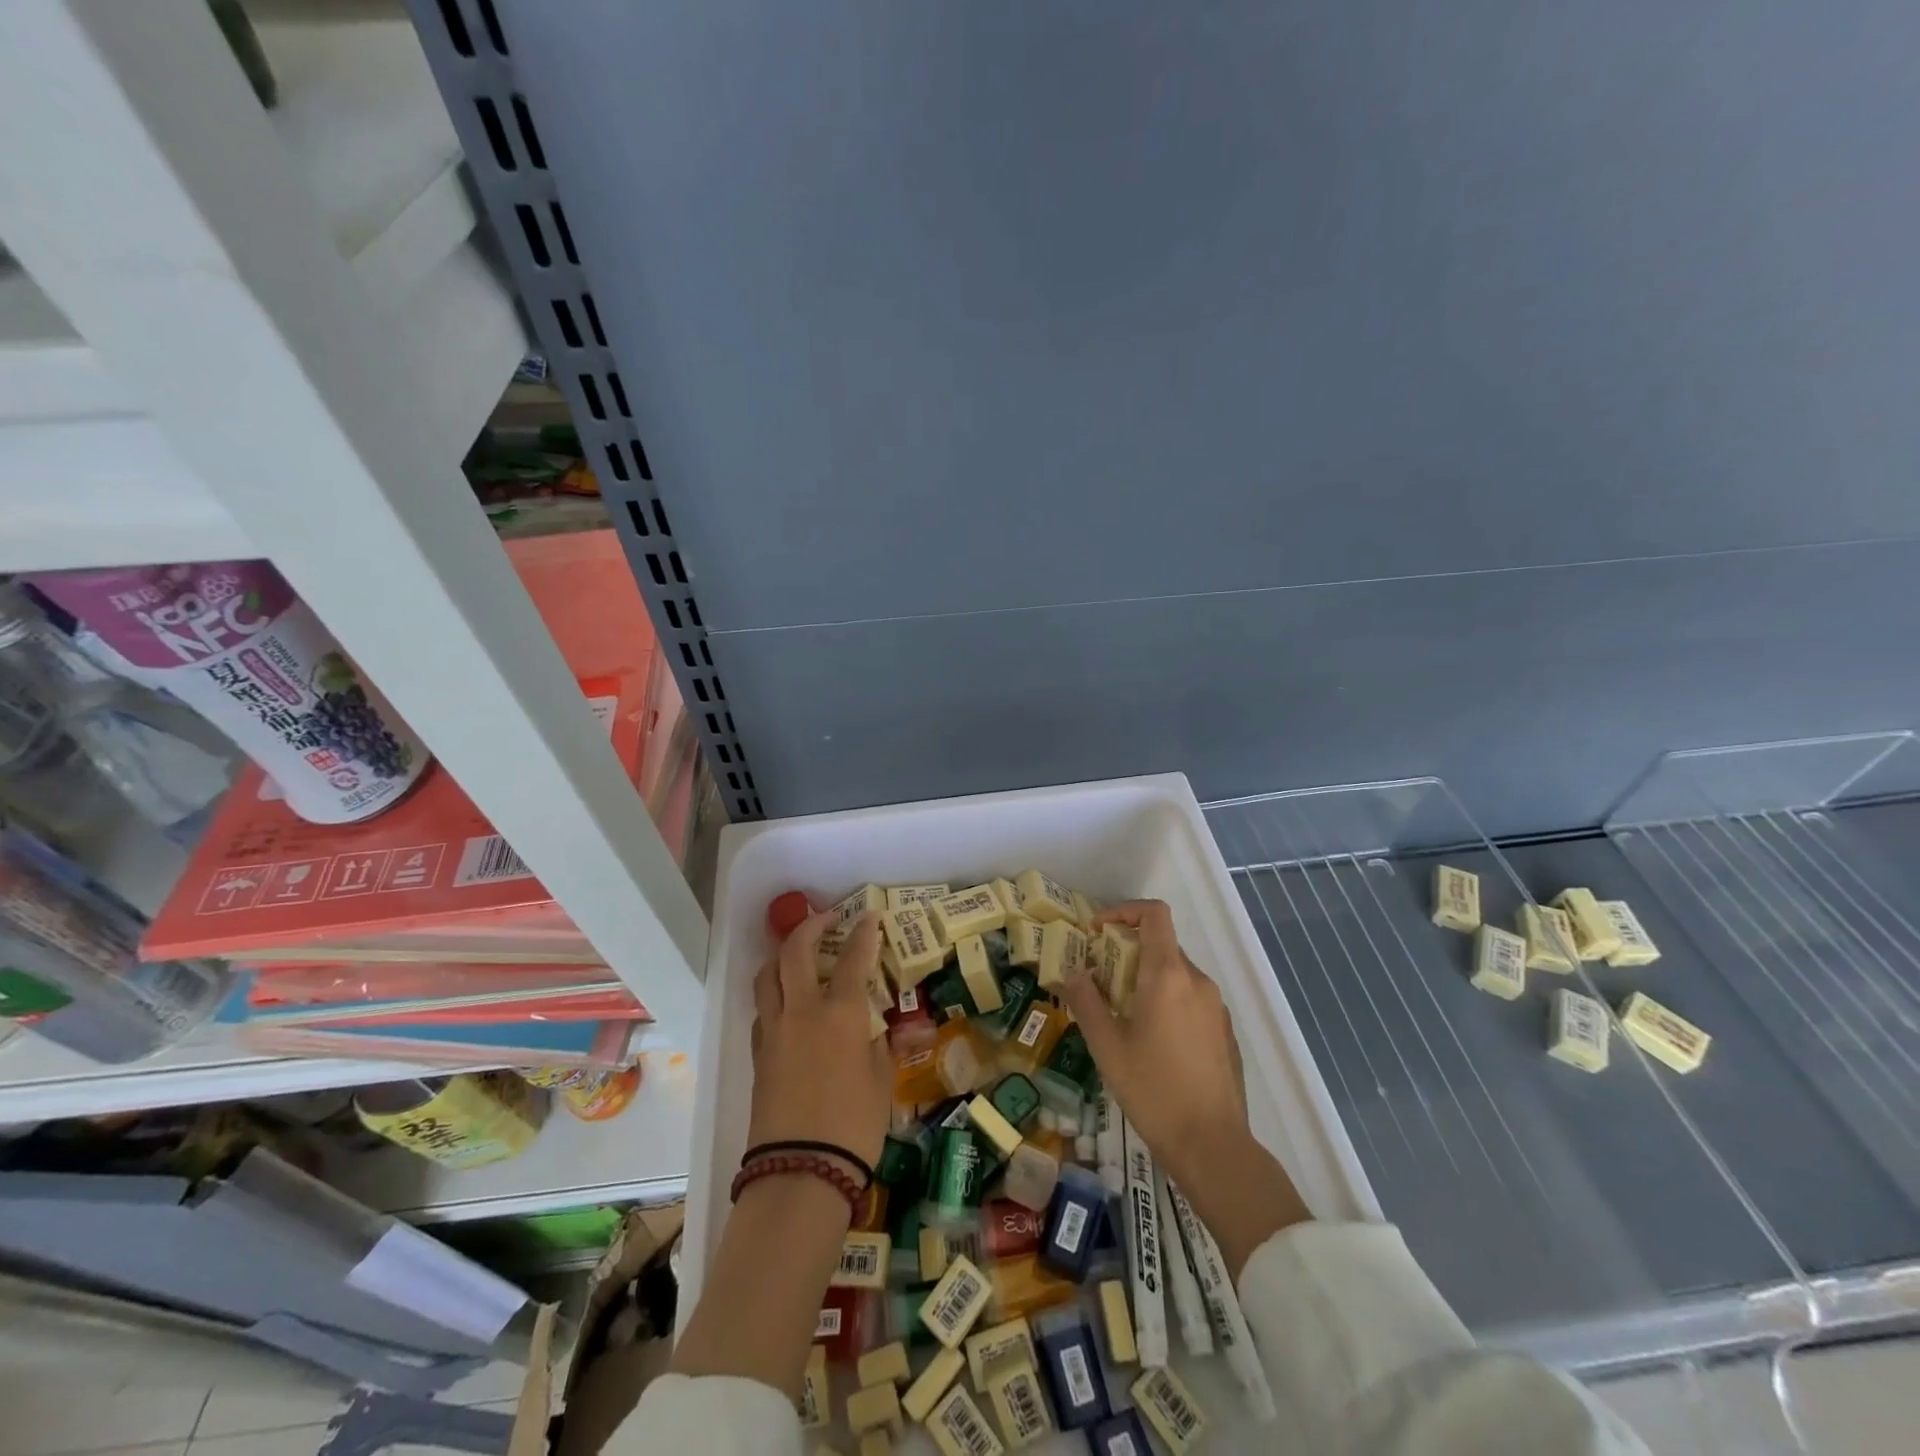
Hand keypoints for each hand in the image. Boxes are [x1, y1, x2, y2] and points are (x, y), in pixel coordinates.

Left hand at [748, 910, 891, 1169]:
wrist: (801, 1172)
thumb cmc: (854, 1125)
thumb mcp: (882, 1082)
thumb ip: (885, 1047)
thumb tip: (895, 1031)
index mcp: (841, 1013)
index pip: (853, 958)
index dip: (863, 933)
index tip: (869, 915)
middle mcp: (803, 1011)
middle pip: (796, 952)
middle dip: (810, 927)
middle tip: (826, 919)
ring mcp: (774, 1031)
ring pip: (767, 976)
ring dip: (782, 955)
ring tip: (798, 955)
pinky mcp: (758, 1054)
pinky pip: (762, 1008)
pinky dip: (774, 993)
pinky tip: (788, 1004)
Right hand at [1063, 898, 1308, 1271]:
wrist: (1213, 1146)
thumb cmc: (1153, 1091)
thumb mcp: (1107, 1047)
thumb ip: (1087, 1002)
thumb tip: (1075, 973)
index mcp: (1169, 976)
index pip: (1154, 914)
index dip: (1124, 911)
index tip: (1098, 932)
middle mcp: (1198, 981)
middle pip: (1162, 945)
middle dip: (1127, 952)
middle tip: (1099, 980)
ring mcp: (1216, 1007)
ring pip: (1176, 974)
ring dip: (1146, 979)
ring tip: (1120, 1014)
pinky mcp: (1225, 1032)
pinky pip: (1191, 1000)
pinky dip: (1167, 1001)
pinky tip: (1151, 1042)